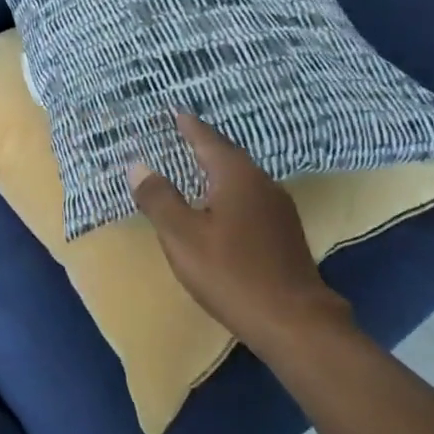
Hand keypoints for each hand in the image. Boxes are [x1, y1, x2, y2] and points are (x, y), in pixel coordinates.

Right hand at [129, 113, 353, 351]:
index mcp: (236, 175)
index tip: (174, 111)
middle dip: (203, 145)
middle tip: (181, 135)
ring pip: (241, 178)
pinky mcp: (285, 232)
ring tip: (196, 168)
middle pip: (228, 155)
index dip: (188, 126)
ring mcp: (279, 208)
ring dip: (218, 170)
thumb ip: (158, 198)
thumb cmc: (231, 274)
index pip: (207, 139)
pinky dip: (229, 193)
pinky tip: (221, 207)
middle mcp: (262, 182)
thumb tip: (138, 166)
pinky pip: (250, 198)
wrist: (295, 322)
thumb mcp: (182, 236)